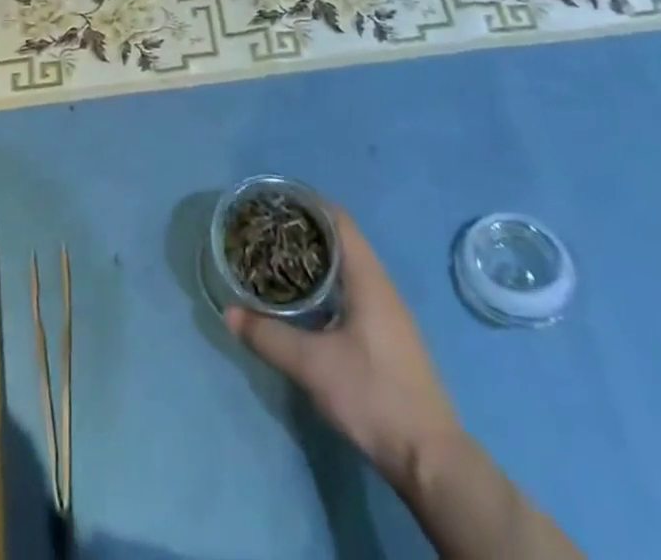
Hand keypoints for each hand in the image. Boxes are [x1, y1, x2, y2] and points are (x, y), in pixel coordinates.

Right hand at [226, 210, 460, 484]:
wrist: (431, 458)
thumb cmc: (373, 395)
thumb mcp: (313, 365)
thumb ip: (269, 336)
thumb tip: (229, 313)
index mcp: (368, 279)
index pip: (338, 220)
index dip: (308, 205)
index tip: (276, 202)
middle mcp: (382, 286)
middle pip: (342, 240)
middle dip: (306, 232)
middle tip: (268, 232)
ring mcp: (389, 313)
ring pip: (349, 269)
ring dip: (317, 260)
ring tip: (280, 260)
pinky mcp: (389, 337)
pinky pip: (355, 292)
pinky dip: (329, 284)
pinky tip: (307, 302)